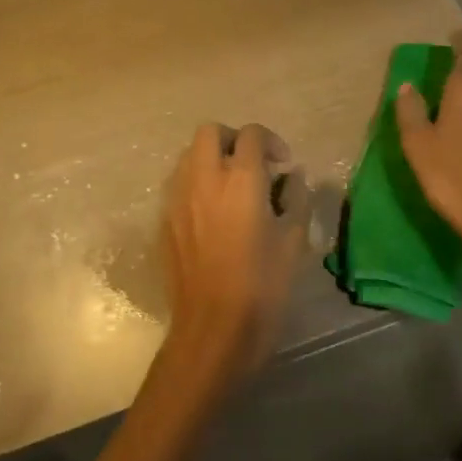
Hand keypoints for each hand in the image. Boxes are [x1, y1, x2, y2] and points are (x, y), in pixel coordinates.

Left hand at [160, 122, 309, 376]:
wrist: (213, 329)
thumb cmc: (262, 286)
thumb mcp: (294, 241)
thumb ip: (297, 198)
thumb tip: (292, 178)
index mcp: (241, 179)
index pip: (251, 134)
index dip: (271, 142)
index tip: (282, 165)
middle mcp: (205, 178)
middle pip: (210, 132)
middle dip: (233, 139)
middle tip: (252, 164)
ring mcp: (178, 198)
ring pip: (189, 155)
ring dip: (211, 159)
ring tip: (231, 187)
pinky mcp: (164, 220)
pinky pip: (178, 184)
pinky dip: (196, 183)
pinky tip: (212, 213)